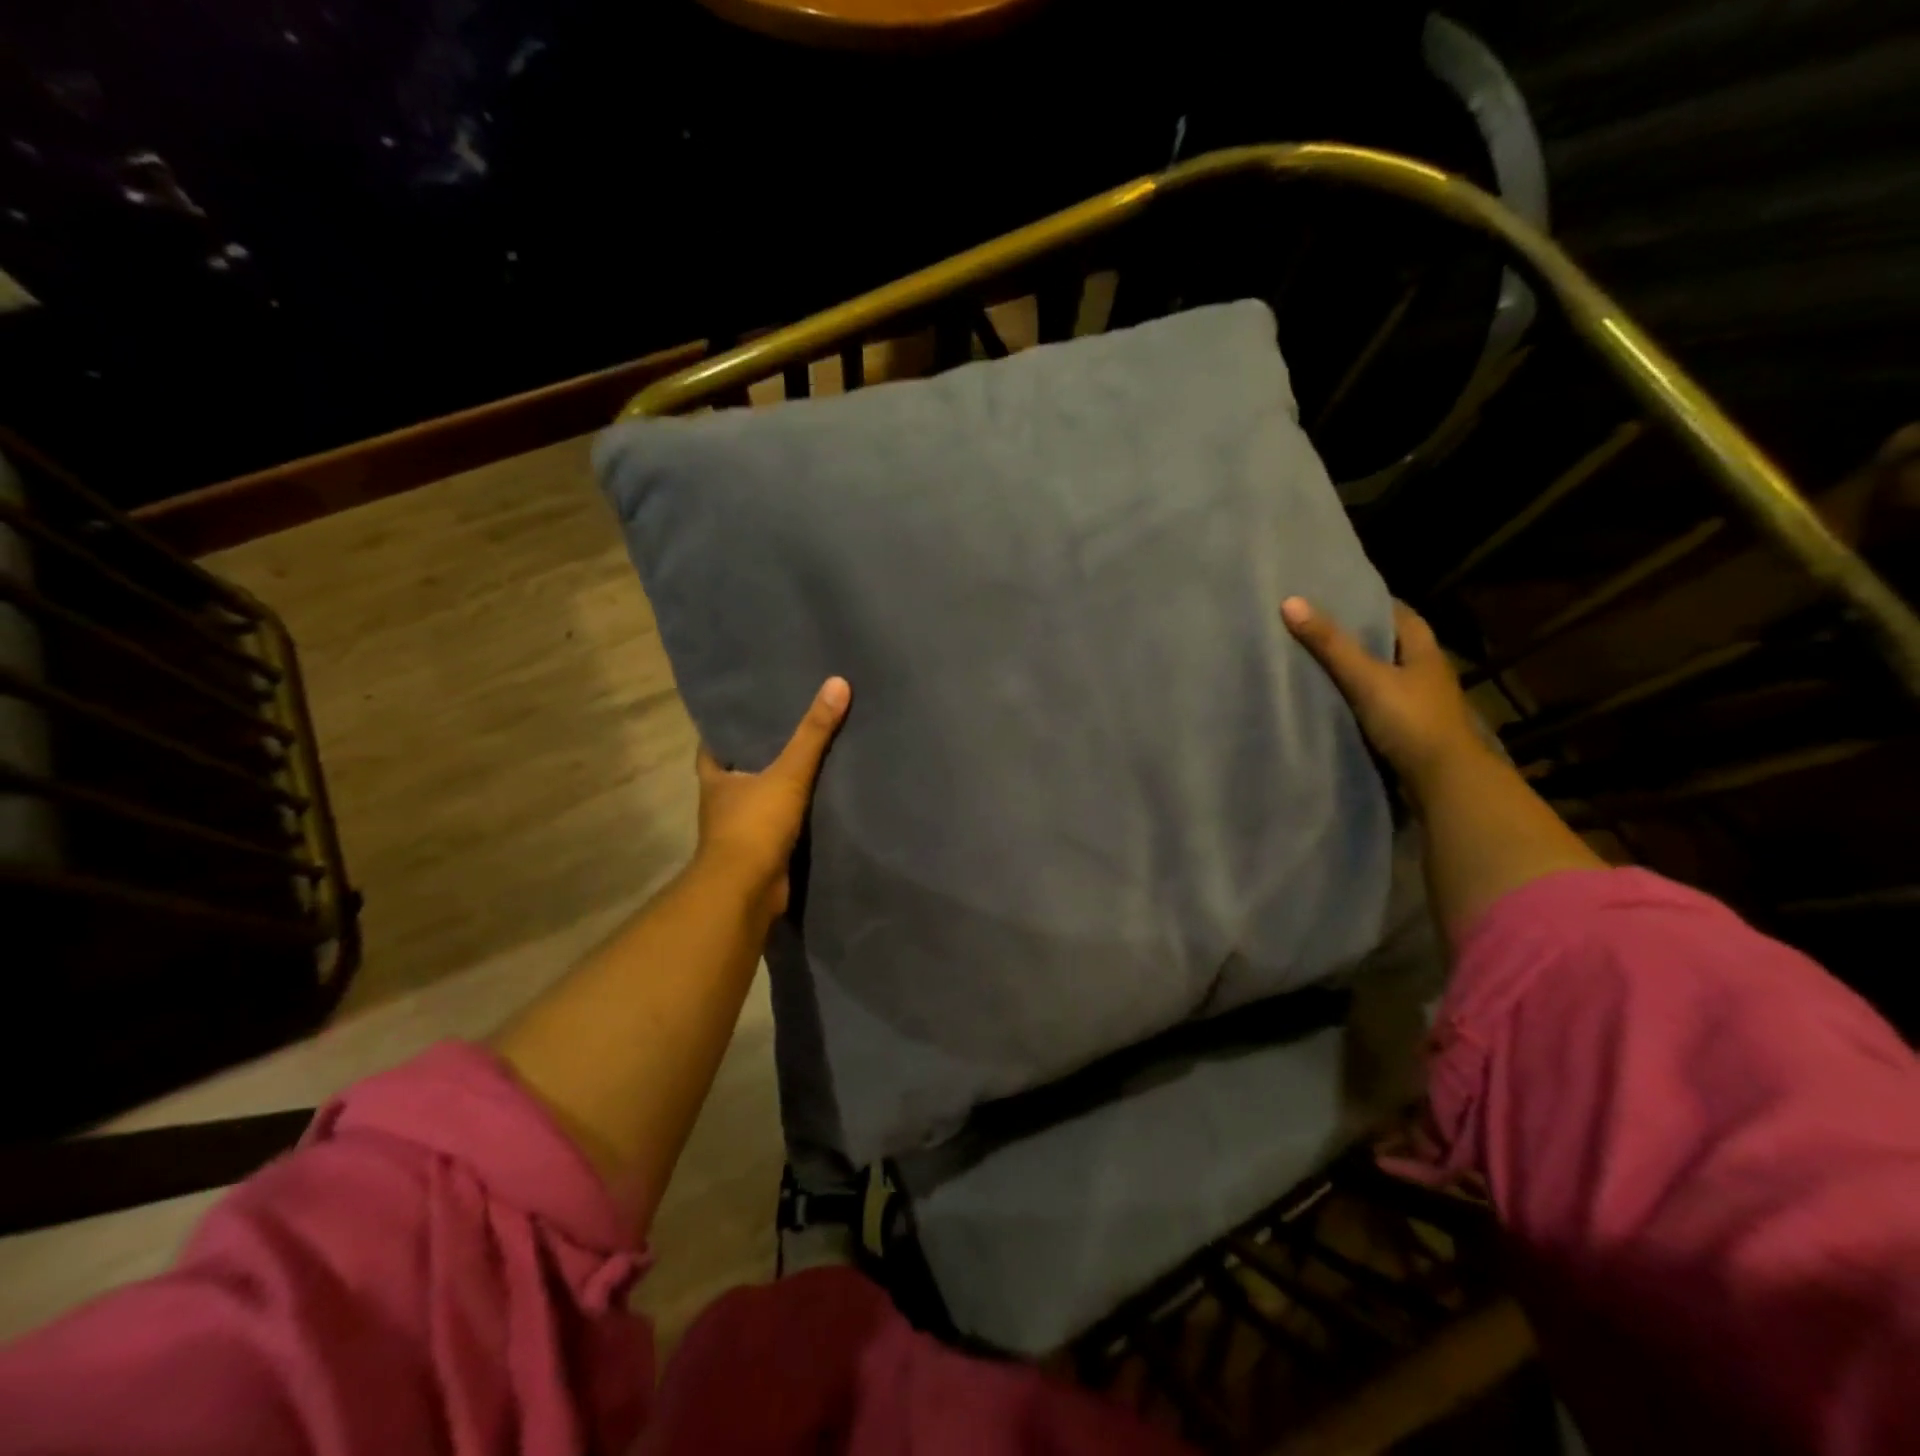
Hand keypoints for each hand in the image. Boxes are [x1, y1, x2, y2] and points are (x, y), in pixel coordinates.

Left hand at [692, 676, 850, 916]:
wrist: (747, 891)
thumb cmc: (754, 826)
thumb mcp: (788, 773)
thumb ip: (813, 734)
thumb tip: (838, 683)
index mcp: (716, 779)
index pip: (714, 745)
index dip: (728, 728)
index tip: (751, 710)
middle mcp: (722, 802)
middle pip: (739, 771)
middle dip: (758, 755)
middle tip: (789, 728)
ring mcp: (740, 830)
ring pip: (759, 799)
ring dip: (777, 787)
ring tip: (808, 760)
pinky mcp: (761, 853)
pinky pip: (778, 826)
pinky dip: (793, 817)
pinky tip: (818, 803)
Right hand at [1281, 596, 1488, 802]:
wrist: (1443, 782)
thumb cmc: (1410, 721)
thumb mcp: (1366, 678)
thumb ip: (1329, 644)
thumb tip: (1290, 601)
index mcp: (1425, 652)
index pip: (1401, 615)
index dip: (1373, 603)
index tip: (1340, 597)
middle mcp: (1426, 674)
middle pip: (1392, 645)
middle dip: (1361, 636)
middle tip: (1320, 628)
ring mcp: (1419, 705)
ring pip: (1385, 677)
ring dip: (1359, 670)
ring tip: (1318, 662)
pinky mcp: (1409, 731)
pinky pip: (1379, 705)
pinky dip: (1358, 699)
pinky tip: (1333, 701)